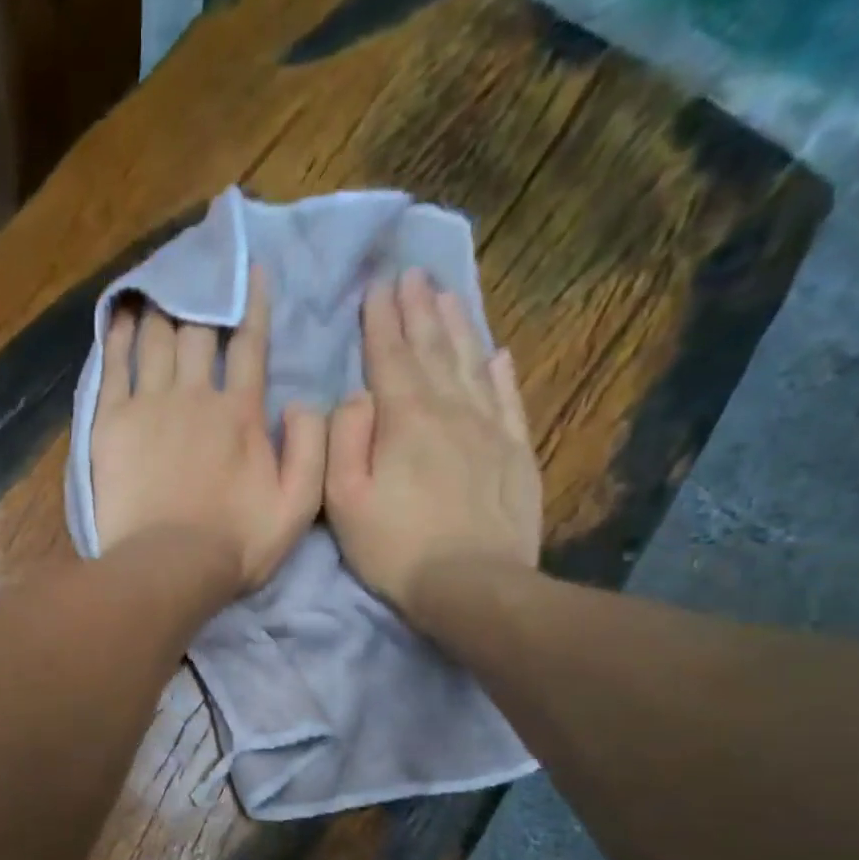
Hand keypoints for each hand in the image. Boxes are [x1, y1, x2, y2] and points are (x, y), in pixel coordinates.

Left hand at [91, 267, 326, 594]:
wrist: (169, 567)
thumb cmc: (236, 543)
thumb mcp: (298, 505)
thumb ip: (311, 448)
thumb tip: (303, 401)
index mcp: (241, 412)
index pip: (250, 343)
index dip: (251, 302)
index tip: (248, 269)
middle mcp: (196, 395)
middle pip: (198, 332)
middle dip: (201, 297)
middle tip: (196, 270)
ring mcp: (150, 406)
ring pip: (156, 340)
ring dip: (161, 308)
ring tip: (159, 284)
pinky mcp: (112, 424)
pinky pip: (114, 367)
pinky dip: (118, 337)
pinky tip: (120, 316)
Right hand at [323, 269, 540, 612]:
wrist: (471, 584)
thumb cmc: (394, 547)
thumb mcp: (343, 500)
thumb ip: (343, 439)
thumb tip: (355, 396)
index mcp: (405, 419)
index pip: (390, 357)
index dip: (381, 320)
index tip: (378, 286)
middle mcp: (451, 410)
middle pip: (433, 350)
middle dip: (420, 310)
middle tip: (413, 274)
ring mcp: (489, 429)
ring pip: (472, 363)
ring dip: (458, 327)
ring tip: (448, 295)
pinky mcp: (515, 454)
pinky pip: (509, 399)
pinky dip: (501, 372)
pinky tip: (498, 354)